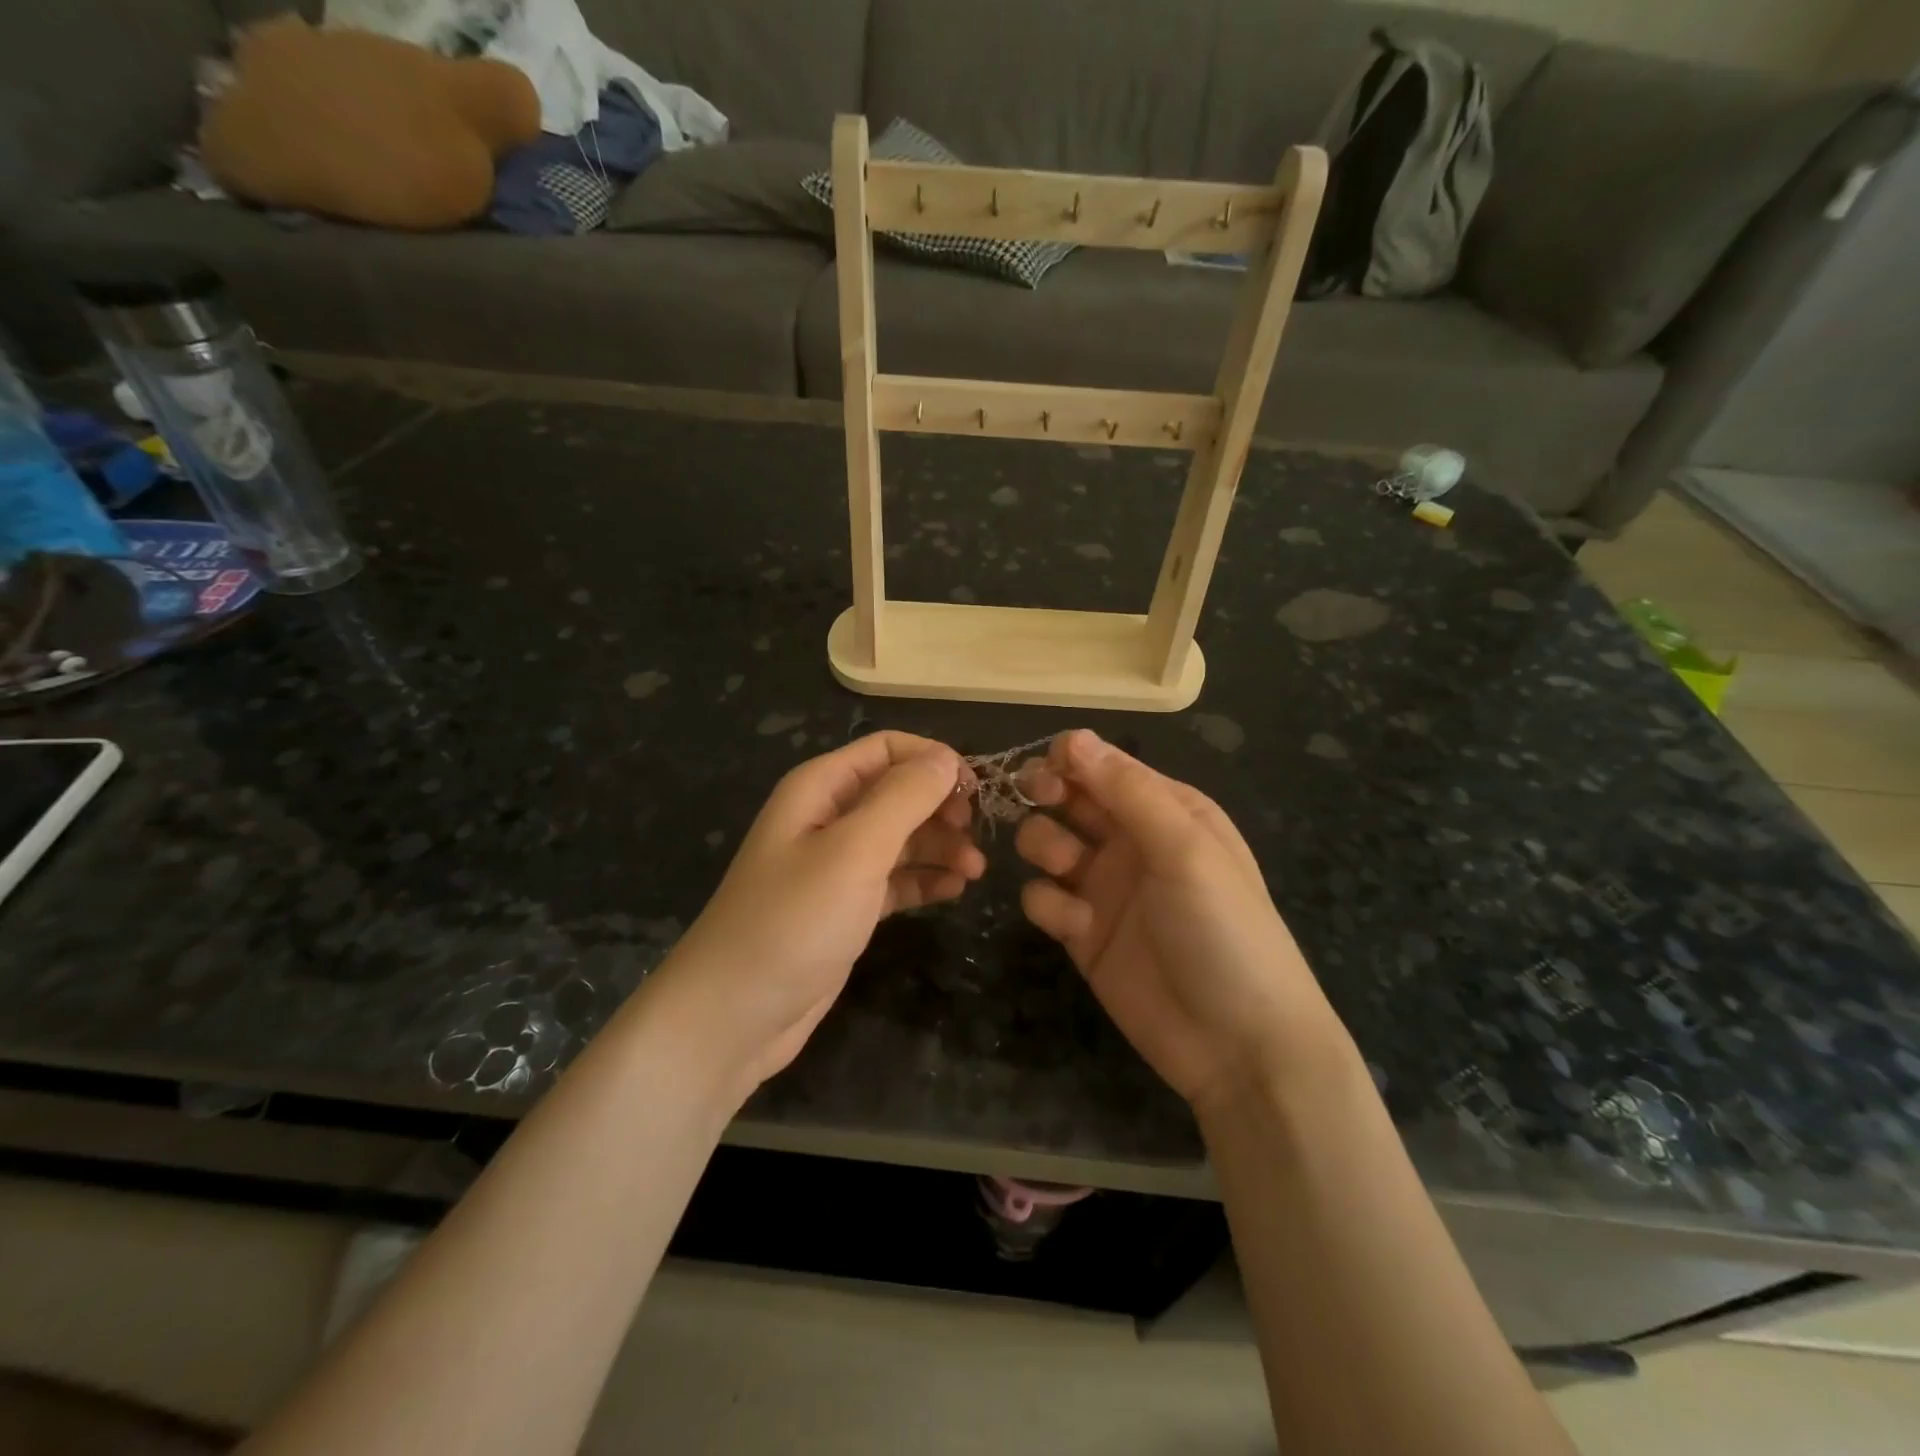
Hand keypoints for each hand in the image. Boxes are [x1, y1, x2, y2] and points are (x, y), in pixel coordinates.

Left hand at [652, 732, 982, 1097]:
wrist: (735, 1014)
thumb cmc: (794, 920)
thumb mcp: (854, 850)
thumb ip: (903, 798)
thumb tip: (945, 758)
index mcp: (820, 788)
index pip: (887, 749)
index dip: (932, 760)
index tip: (975, 790)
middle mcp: (828, 818)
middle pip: (898, 792)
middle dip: (940, 807)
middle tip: (976, 836)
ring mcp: (836, 865)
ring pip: (901, 838)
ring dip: (940, 846)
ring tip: (975, 871)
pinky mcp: (846, 907)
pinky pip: (894, 880)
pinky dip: (924, 880)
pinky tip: (953, 891)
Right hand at [1016, 729, 1343, 1111]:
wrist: (1237, 1044)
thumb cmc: (1223, 929)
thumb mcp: (1185, 849)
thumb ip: (1127, 792)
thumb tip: (1073, 736)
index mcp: (1167, 810)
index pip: (1104, 765)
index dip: (1069, 759)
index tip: (1044, 769)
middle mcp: (1132, 841)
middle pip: (1069, 798)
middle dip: (1045, 793)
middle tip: (1033, 799)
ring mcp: (1104, 888)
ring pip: (1047, 842)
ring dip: (1044, 845)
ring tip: (1065, 868)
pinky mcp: (1081, 932)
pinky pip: (1044, 898)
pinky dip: (1050, 905)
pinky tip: (1077, 926)